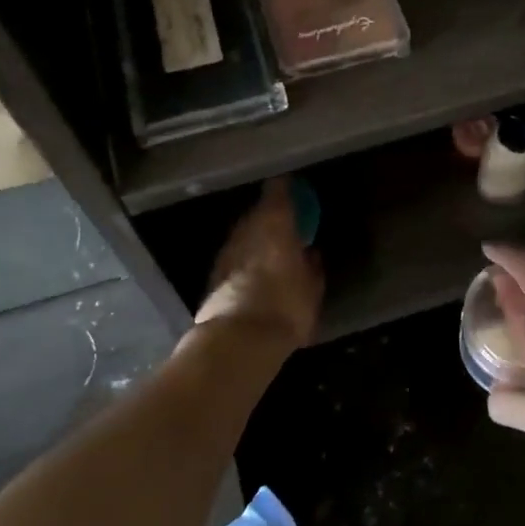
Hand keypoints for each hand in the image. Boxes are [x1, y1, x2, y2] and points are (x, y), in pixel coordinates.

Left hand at [194, 178, 323, 349]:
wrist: (238, 340)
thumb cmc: (285, 307)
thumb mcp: (312, 288)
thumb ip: (312, 266)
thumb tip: (311, 252)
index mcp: (275, 223)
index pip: (278, 190)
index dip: (286, 186)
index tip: (295, 185)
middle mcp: (246, 229)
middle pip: (258, 212)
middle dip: (271, 216)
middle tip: (287, 224)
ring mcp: (226, 251)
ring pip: (244, 235)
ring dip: (256, 239)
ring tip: (271, 250)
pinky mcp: (213, 274)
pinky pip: (234, 257)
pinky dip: (244, 259)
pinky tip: (254, 274)